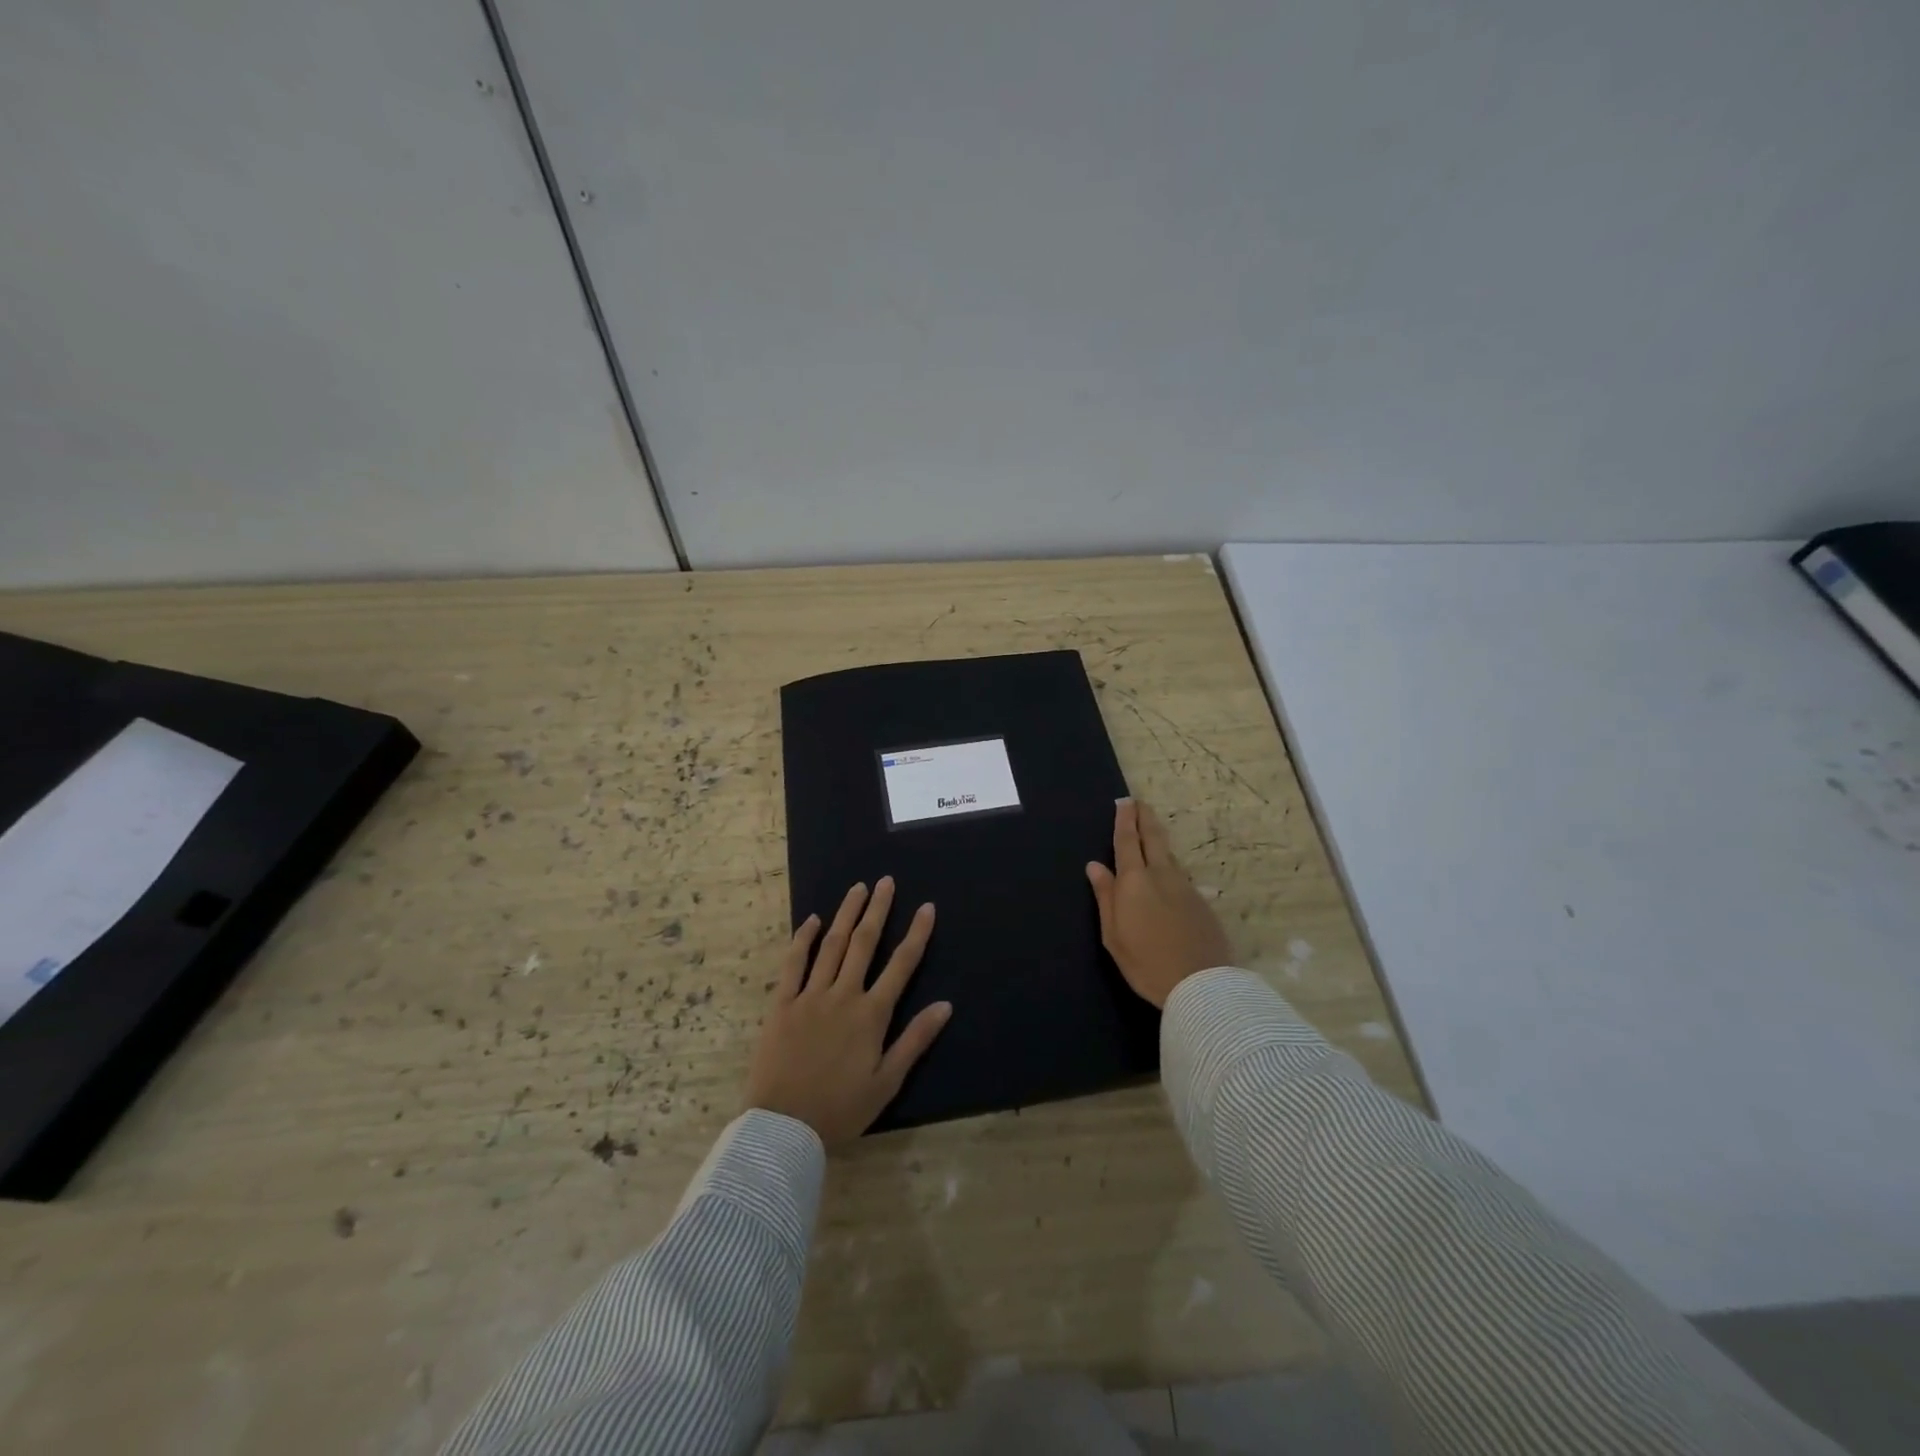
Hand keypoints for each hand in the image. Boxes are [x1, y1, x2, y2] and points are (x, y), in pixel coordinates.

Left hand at [744, 877, 951, 1146]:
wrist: (783, 1128)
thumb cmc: (840, 1109)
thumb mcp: (887, 1082)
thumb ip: (915, 1040)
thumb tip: (945, 1005)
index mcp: (871, 1014)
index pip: (901, 965)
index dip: (916, 934)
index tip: (927, 907)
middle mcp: (843, 995)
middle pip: (864, 943)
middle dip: (878, 910)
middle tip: (886, 881)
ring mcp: (810, 996)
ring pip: (831, 945)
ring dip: (846, 914)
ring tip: (857, 889)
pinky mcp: (782, 1004)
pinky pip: (793, 964)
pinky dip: (802, 939)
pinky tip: (810, 920)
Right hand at [1086, 798, 1233, 1008]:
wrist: (1201, 985)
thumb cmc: (1146, 963)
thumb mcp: (1113, 935)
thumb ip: (1105, 897)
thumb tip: (1095, 866)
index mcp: (1134, 881)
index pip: (1127, 841)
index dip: (1124, 820)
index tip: (1124, 802)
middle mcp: (1161, 875)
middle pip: (1153, 838)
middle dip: (1145, 818)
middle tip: (1140, 803)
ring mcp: (1185, 887)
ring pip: (1169, 855)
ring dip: (1158, 840)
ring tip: (1150, 834)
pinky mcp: (1201, 902)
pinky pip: (1181, 875)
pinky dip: (1170, 866)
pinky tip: (1168, 875)